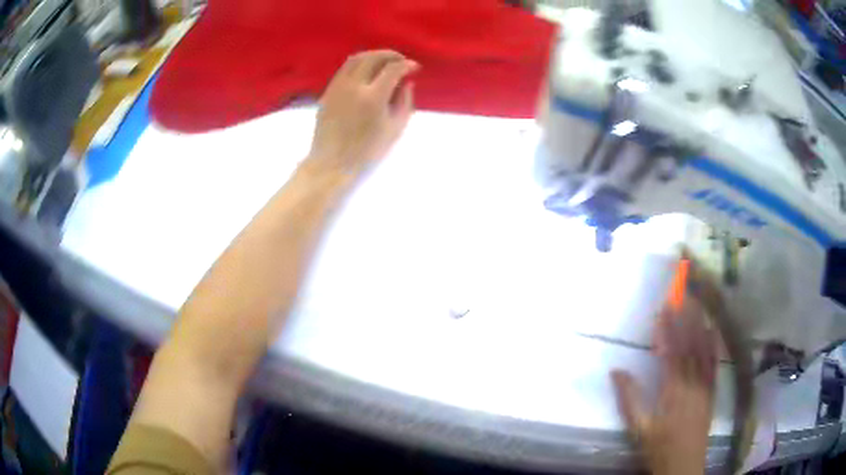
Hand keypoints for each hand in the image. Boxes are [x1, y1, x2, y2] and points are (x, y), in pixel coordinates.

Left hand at [308, 50, 418, 175]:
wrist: (331, 163)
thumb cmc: (367, 152)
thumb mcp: (394, 129)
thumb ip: (405, 102)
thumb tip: (407, 83)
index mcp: (373, 97)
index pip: (393, 68)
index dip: (407, 64)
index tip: (415, 68)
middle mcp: (354, 86)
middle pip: (374, 57)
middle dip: (391, 55)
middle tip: (401, 61)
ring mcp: (338, 87)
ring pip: (356, 58)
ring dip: (374, 56)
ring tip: (384, 63)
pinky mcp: (328, 91)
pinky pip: (345, 69)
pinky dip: (359, 64)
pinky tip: (366, 73)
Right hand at [612, 265, 718, 474]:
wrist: (683, 466)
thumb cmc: (658, 448)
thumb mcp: (639, 429)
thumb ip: (629, 400)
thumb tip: (616, 371)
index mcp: (673, 392)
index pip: (671, 353)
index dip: (667, 329)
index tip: (662, 307)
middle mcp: (692, 383)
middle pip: (690, 345)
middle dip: (686, 317)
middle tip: (683, 292)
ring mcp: (705, 386)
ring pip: (704, 350)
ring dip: (700, 324)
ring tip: (697, 302)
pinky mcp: (712, 391)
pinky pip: (714, 363)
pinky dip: (713, 344)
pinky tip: (713, 329)